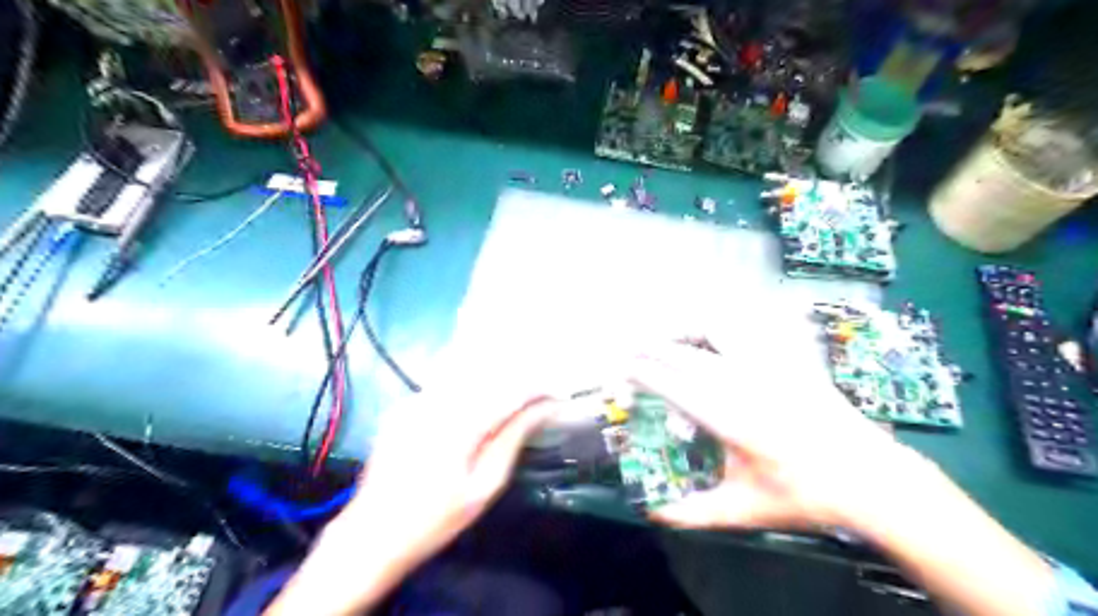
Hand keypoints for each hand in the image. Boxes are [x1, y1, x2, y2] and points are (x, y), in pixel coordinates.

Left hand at [266, 364, 558, 614]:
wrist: (371, 534)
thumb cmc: (434, 519)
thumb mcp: (483, 487)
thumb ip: (512, 440)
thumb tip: (542, 411)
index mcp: (459, 423)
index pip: (509, 391)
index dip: (538, 389)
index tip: (558, 396)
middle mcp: (436, 401)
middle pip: (488, 374)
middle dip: (518, 380)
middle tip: (540, 396)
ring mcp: (415, 400)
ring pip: (466, 375)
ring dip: (494, 381)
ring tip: (514, 398)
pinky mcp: (403, 405)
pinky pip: (444, 387)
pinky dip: (467, 390)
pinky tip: (477, 405)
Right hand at [626, 339, 923, 530]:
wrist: (870, 479)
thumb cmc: (803, 497)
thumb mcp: (744, 510)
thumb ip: (693, 512)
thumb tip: (652, 512)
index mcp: (730, 421)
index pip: (675, 387)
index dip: (645, 374)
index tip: (623, 367)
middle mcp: (744, 386)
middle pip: (689, 357)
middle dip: (655, 349)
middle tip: (631, 346)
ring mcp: (769, 369)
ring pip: (717, 338)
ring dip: (686, 334)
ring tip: (665, 335)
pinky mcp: (788, 363)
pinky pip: (749, 336)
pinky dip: (722, 329)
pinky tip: (713, 331)